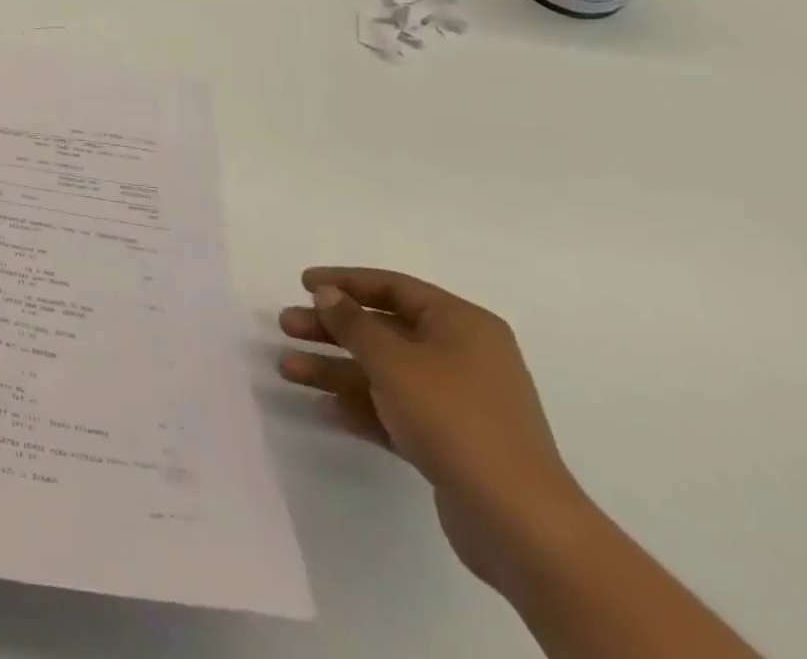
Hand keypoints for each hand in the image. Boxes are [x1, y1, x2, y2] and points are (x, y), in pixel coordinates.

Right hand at [278, 267, 589, 591]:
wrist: (520, 524)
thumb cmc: (454, 418)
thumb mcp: (393, 360)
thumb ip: (353, 322)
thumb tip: (327, 293)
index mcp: (461, 324)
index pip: (393, 287)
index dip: (345, 282)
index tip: (303, 283)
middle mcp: (462, 355)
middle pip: (383, 329)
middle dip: (331, 329)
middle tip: (286, 326)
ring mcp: (457, 401)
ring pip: (383, 372)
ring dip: (335, 368)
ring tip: (287, 369)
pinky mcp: (450, 443)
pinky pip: (394, 410)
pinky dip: (360, 405)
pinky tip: (322, 407)